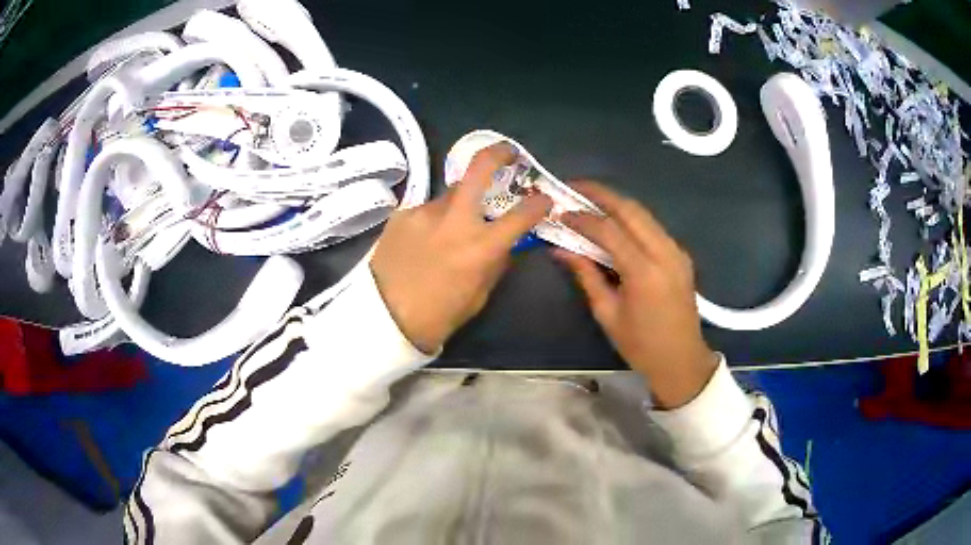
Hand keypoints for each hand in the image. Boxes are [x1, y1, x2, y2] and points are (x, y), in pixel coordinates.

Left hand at [371, 144, 551, 352]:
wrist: (385, 318)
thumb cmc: (439, 314)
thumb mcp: (479, 294)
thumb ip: (495, 261)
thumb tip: (506, 241)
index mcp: (481, 247)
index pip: (522, 214)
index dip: (539, 204)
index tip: (543, 201)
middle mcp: (454, 220)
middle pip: (479, 168)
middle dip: (499, 153)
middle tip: (509, 153)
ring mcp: (424, 212)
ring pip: (451, 194)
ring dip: (459, 203)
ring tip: (449, 228)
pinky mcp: (402, 214)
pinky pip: (427, 209)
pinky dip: (433, 220)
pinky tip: (423, 240)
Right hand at [555, 182, 716, 408]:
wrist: (682, 360)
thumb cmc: (641, 345)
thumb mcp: (607, 313)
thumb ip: (586, 275)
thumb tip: (560, 249)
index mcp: (644, 272)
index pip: (609, 230)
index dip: (582, 218)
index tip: (560, 212)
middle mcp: (664, 252)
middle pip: (630, 209)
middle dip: (600, 194)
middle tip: (573, 188)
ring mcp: (676, 251)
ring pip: (643, 213)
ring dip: (616, 203)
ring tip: (589, 200)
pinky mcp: (680, 254)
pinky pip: (652, 226)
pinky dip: (631, 218)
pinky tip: (614, 221)